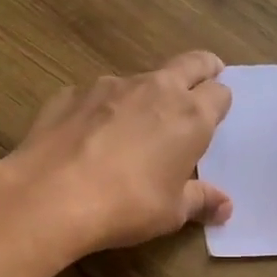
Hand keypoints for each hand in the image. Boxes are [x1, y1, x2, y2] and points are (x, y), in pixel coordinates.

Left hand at [0, 51, 233, 264]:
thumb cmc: (127, 205)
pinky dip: (101, 110)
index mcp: (190, 115)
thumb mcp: (171, 213)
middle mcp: (155, 89)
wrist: (51, 196)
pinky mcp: (71, 93)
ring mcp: (109, 85)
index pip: (219, 93)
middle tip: (202, 81)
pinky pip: (96, 96)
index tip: (216, 113)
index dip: (219, 102)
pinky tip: (87, 138)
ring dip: (145, 95)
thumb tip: (225, 207)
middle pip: (189, 63)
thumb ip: (200, 201)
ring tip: (133, 127)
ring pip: (139, 80)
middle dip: (201, 69)